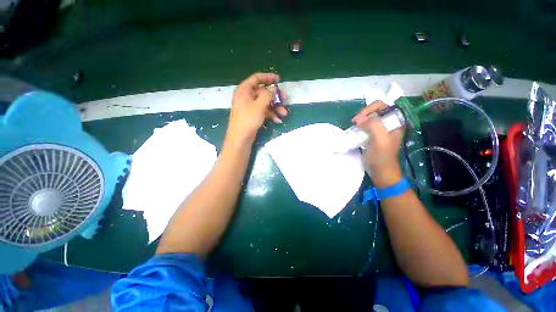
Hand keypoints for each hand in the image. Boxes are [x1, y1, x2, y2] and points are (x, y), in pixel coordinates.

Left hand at [227, 72, 287, 142]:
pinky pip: (263, 111)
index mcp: (244, 90)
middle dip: (275, 97)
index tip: (279, 79)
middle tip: (285, 100)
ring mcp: (249, 107)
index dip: (268, 77)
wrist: (240, 138)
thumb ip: (267, 94)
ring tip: (284, 114)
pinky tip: (278, 120)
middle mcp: (246, 96)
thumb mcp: (259, 105)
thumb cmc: (248, 120)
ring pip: (265, 103)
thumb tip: (273, 88)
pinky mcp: (252, 115)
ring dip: (275, 107)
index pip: (257, 78)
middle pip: (263, 92)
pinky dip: (271, 114)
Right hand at [352, 101, 403, 186]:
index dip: (370, 109)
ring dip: (360, 121)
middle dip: (364, 114)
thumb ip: (373, 125)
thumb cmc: (382, 156)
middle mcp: (389, 123)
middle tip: (354, 122)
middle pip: (375, 111)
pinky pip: (365, 127)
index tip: (359, 119)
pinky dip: (359, 127)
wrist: (380, 171)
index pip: (383, 106)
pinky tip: (354, 131)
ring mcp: (380, 130)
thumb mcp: (379, 139)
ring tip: (353, 126)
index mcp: (396, 122)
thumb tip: (359, 119)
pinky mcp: (373, 136)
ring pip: (369, 119)